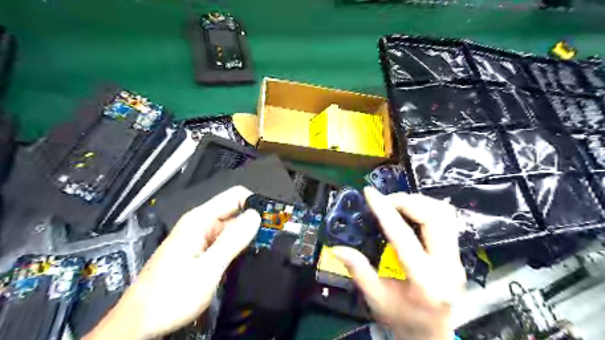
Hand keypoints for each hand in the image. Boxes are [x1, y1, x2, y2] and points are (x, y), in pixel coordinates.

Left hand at [85, 185, 262, 339]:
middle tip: (273, 238)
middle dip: (254, 221)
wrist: (139, 322)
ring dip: (247, 235)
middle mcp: (200, 223)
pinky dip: (237, 245)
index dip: (255, 204)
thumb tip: (256, 215)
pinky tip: (246, 256)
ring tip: (264, 248)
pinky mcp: (200, 249)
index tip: (272, 220)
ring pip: (231, 226)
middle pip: (235, 210)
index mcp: (200, 220)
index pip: (235, 196)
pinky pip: (224, 239)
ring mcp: (200, 236)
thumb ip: (232, 241)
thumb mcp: (207, 269)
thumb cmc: (171, 295)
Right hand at [333, 187, 463, 339]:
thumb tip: (338, 248)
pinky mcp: (457, 254)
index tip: (370, 193)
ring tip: (396, 204)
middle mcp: (447, 267)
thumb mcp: (376, 299)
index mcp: (424, 281)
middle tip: (384, 200)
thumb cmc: (402, 319)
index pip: (403, 237)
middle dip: (406, 201)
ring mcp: (457, 259)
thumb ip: (358, 270)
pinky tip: (410, 212)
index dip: (384, 211)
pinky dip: (427, 208)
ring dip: (419, 202)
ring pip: (445, 214)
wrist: (432, 335)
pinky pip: (447, 220)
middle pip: (434, 217)